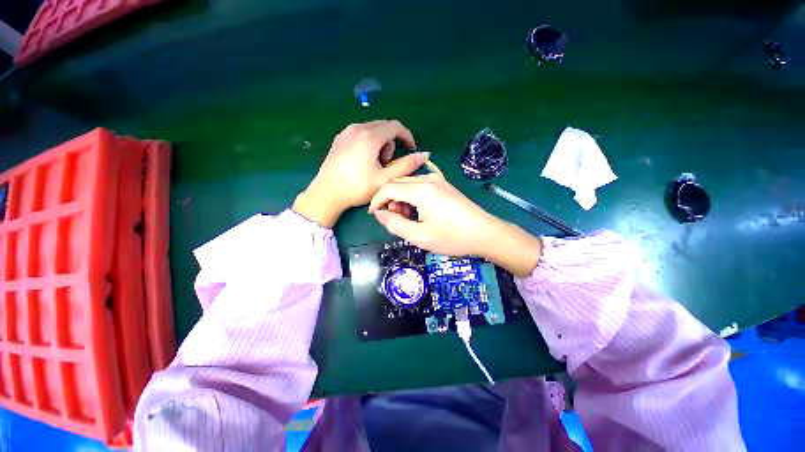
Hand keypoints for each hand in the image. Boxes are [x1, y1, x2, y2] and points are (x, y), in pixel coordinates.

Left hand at [293, 120, 427, 227]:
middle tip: (387, 163)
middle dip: (392, 142)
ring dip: (380, 143)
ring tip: (375, 164)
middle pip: (384, 127)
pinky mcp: (339, 139)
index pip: (395, 126)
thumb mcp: (385, 179)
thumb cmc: (357, 187)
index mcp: (369, 137)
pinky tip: (363, 161)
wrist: (327, 193)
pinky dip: (369, 143)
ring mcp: (346, 132)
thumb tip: (424, 155)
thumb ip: (406, 166)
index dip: (407, 136)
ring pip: (372, 130)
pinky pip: (360, 134)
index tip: (411, 149)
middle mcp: (357, 128)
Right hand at [368, 175, 541, 276]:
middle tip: (393, 220)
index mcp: (421, 190)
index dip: (376, 200)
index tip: (373, 214)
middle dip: (389, 200)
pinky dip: (412, 197)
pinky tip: (418, 212)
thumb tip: (379, 213)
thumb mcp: (419, 236)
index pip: (388, 188)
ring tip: (407, 219)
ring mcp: (437, 181)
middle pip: (397, 183)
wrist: (485, 233)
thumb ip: (395, 224)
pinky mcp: (443, 185)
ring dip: (401, 199)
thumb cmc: (452, 237)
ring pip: (408, 184)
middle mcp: (428, 179)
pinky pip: (420, 186)